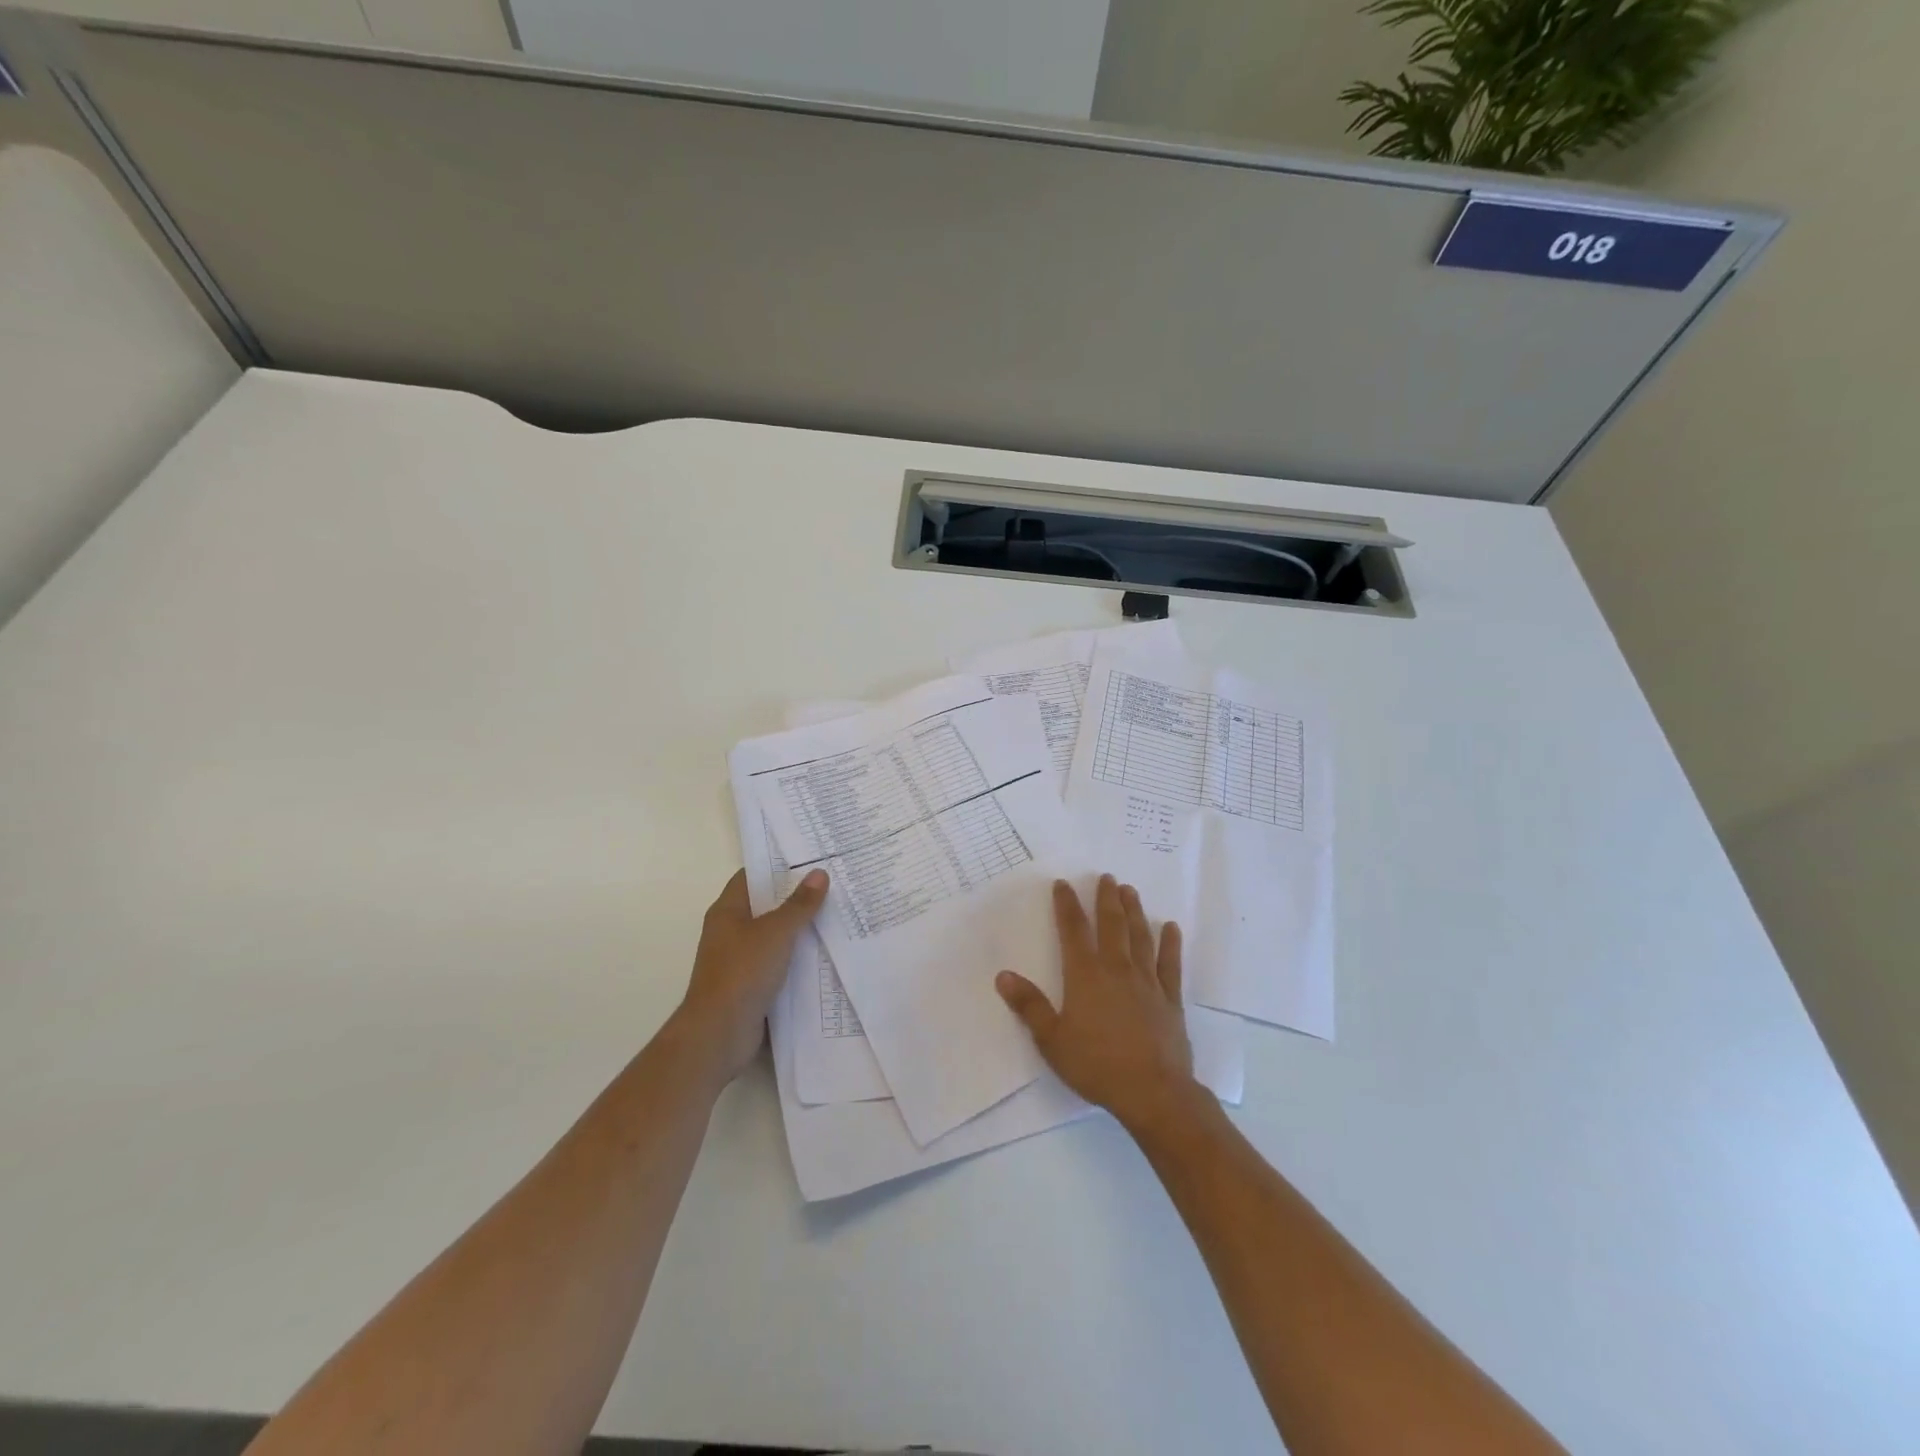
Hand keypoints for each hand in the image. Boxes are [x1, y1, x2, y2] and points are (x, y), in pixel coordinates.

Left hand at [673, 868, 828, 1082]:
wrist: (718, 1034)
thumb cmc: (742, 973)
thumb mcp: (775, 932)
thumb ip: (799, 904)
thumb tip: (819, 873)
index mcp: (727, 910)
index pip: (753, 876)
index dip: (778, 865)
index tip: (811, 858)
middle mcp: (731, 931)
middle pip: (766, 905)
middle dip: (797, 897)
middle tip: (834, 884)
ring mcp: (740, 959)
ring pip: (775, 935)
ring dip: (801, 929)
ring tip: (838, 915)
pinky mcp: (751, 985)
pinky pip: (779, 962)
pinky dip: (798, 958)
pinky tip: (826, 954)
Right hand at [996, 875, 1196, 1132]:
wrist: (1153, 1091)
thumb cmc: (1096, 1065)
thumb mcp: (1052, 1040)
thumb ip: (1030, 1006)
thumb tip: (1003, 975)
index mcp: (1085, 976)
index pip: (1073, 931)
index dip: (1067, 905)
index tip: (1064, 884)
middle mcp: (1117, 969)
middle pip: (1111, 925)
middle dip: (1106, 899)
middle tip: (1107, 877)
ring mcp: (1147, 982)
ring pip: (1140, 937)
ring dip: (1134, 912)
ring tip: (1130, 891)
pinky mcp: (1170, 999)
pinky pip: (1170, 964)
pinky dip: (1170, 943)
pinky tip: (1171, 927)